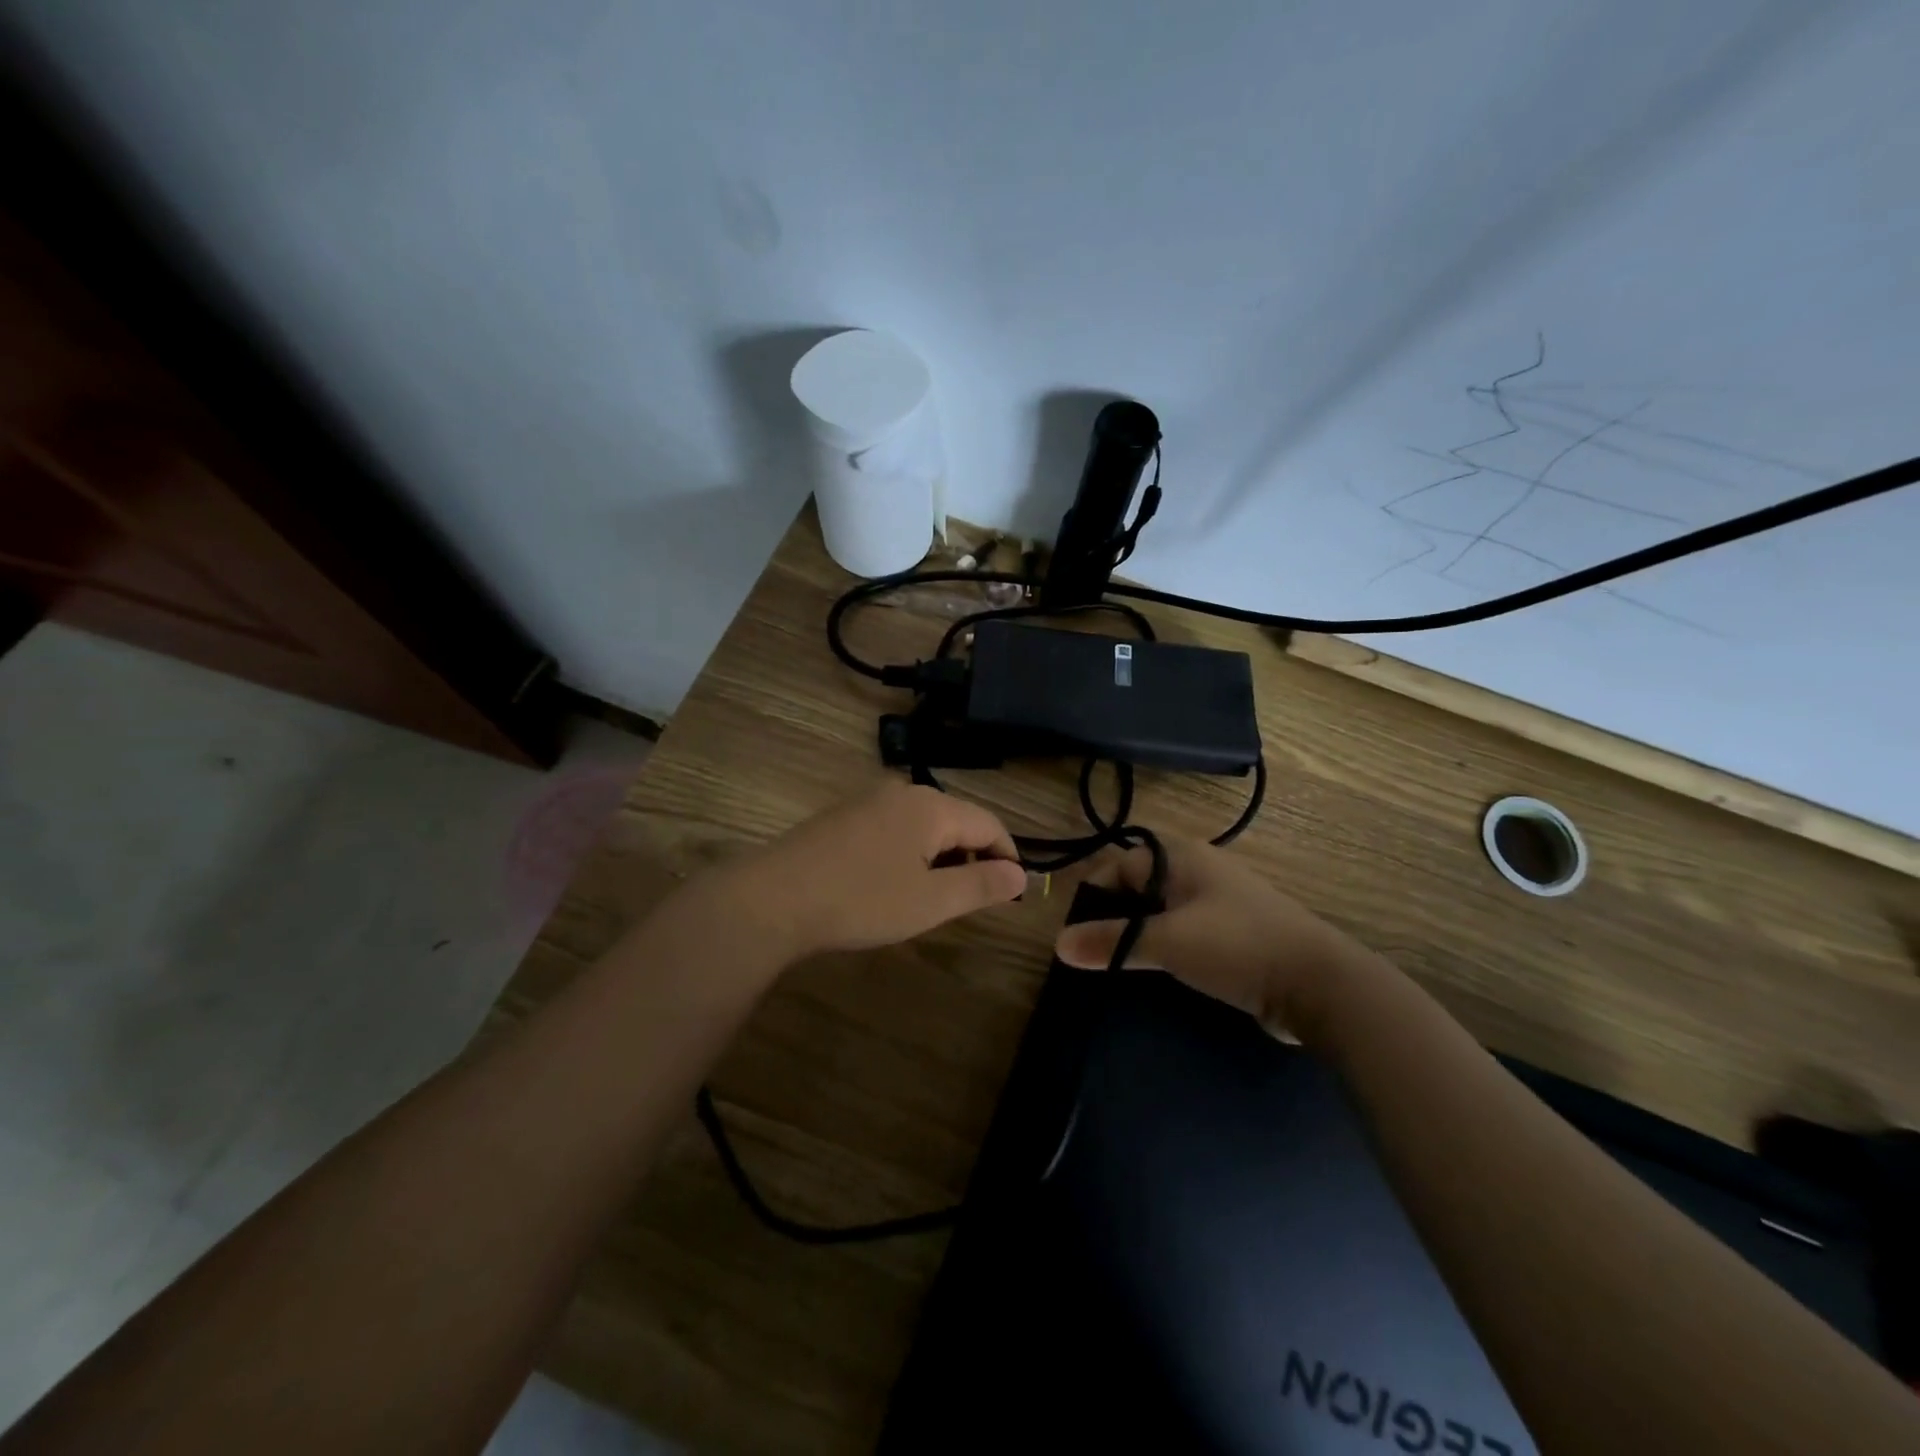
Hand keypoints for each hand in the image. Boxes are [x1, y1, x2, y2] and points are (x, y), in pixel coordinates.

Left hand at [725, 782, 1026, 958]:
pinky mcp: (844, 815)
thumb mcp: (931, 902)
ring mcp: (869, 799)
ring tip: (935, 896)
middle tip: (973, 899)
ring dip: (941, 856)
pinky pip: (895, 827)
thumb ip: (981, 885)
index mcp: (931, 806)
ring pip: (924, 824)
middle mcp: (903, 791)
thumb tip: (1022, 875)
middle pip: (956, 819)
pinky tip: (895, 882)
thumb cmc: (862, 900)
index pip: (989, 822)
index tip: (1014, 891)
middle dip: (973, 856)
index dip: (1008, 855)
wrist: (774, 898)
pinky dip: (911, 852)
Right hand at [1052, 836, 1369, 1033]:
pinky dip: (1166, 948)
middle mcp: (1200, 871)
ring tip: (1118, 966)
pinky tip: (1158, 974)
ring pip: (1163, 912)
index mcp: (1182, 858)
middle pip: (1140, 886)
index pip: (1120, 864)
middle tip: (1093, 951)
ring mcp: (1221, 903)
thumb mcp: (1167, 941)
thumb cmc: (1237, 946)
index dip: (1094, 894)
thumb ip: (1111, 942)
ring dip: (1140, 935)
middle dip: (1114, 916)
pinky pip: (1186, 932)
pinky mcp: (1235, 934)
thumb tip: (1058, 944)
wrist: (1320, 985)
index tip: (1077, 933)